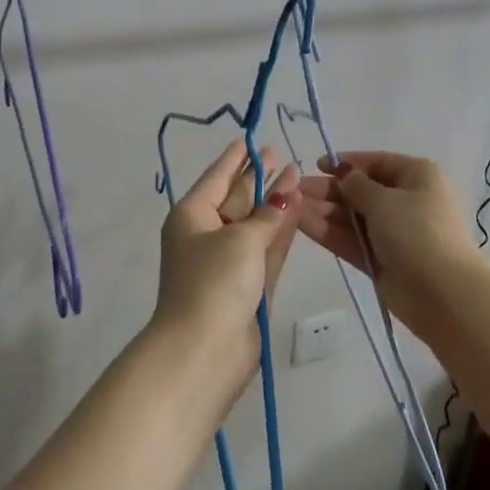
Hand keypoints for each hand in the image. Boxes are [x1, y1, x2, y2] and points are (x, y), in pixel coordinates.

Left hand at [153, 141, 301, 406]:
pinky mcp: (248, 284)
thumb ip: (268, 215)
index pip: (217, 177)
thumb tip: (286, 193)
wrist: (205, 350)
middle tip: (282, 155)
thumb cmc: (214, 282)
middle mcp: (207, 234)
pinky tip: (297, 208)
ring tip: (296, 174)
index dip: (235, 158)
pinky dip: (280, 229)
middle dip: (258, 177)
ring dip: (274, 201)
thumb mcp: (241, 239)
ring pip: (254, 222)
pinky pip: (266, 246)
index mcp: (192, 216)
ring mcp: (228, 261)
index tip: (252, 139)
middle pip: (236, 198)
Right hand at [296, 151, 486, 333]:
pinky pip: (352, 239)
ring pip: (353, 216)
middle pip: (361, 190)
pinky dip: (328, 231)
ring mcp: (393, 232)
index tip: (317, 165)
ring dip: (323, 210)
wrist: (442, 293)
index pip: (377, 162)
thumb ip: (356, 185)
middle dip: (328, 189)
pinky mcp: (381, 259)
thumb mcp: (384, 200)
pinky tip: (300, 223)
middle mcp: (407, 200)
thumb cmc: (417, 231)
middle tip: (294, 189)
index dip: (347, 163)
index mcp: (418, 176)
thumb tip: (342, 173)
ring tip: (289, 206)